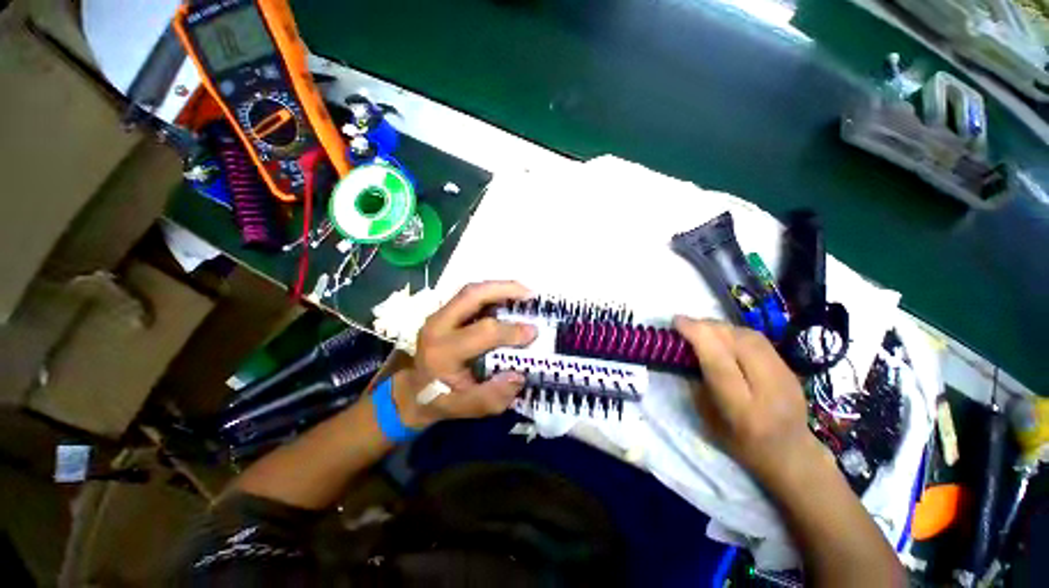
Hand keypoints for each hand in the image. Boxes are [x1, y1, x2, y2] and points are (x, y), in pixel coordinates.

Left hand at [393, 281, 537, 427]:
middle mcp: (437, 326)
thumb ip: (492, 397)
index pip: (483, 332)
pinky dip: (491, 292)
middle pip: (472, 295)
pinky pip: (469, 295)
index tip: (534, 332)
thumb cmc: (440, 399)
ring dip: (499, 287)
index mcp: (443, 351)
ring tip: (523, 291)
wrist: (411, 392)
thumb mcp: (466, 408)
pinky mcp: (442, 312)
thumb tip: (519, 375)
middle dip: (504, 289)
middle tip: (530, 294)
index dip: (510, 331)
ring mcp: (438, 315)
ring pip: (470, 290)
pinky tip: (507, 296)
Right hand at [673, 317, 823, 483]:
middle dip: (707, 326)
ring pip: (749, 336)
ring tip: (703, 327)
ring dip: (722, 326)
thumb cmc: (739, 442)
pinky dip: (736, 332)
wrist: (790, 453)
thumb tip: (687, 349)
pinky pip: (758, 340)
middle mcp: (767, 388)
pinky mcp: (790, 368)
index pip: (719, 361)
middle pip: (736, 342)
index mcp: (742, 408)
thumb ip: (698, 382)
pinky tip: (724, 335)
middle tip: (687, 323)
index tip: (677, 321)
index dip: (697, 335)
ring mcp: (785, 376)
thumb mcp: (708, 418)